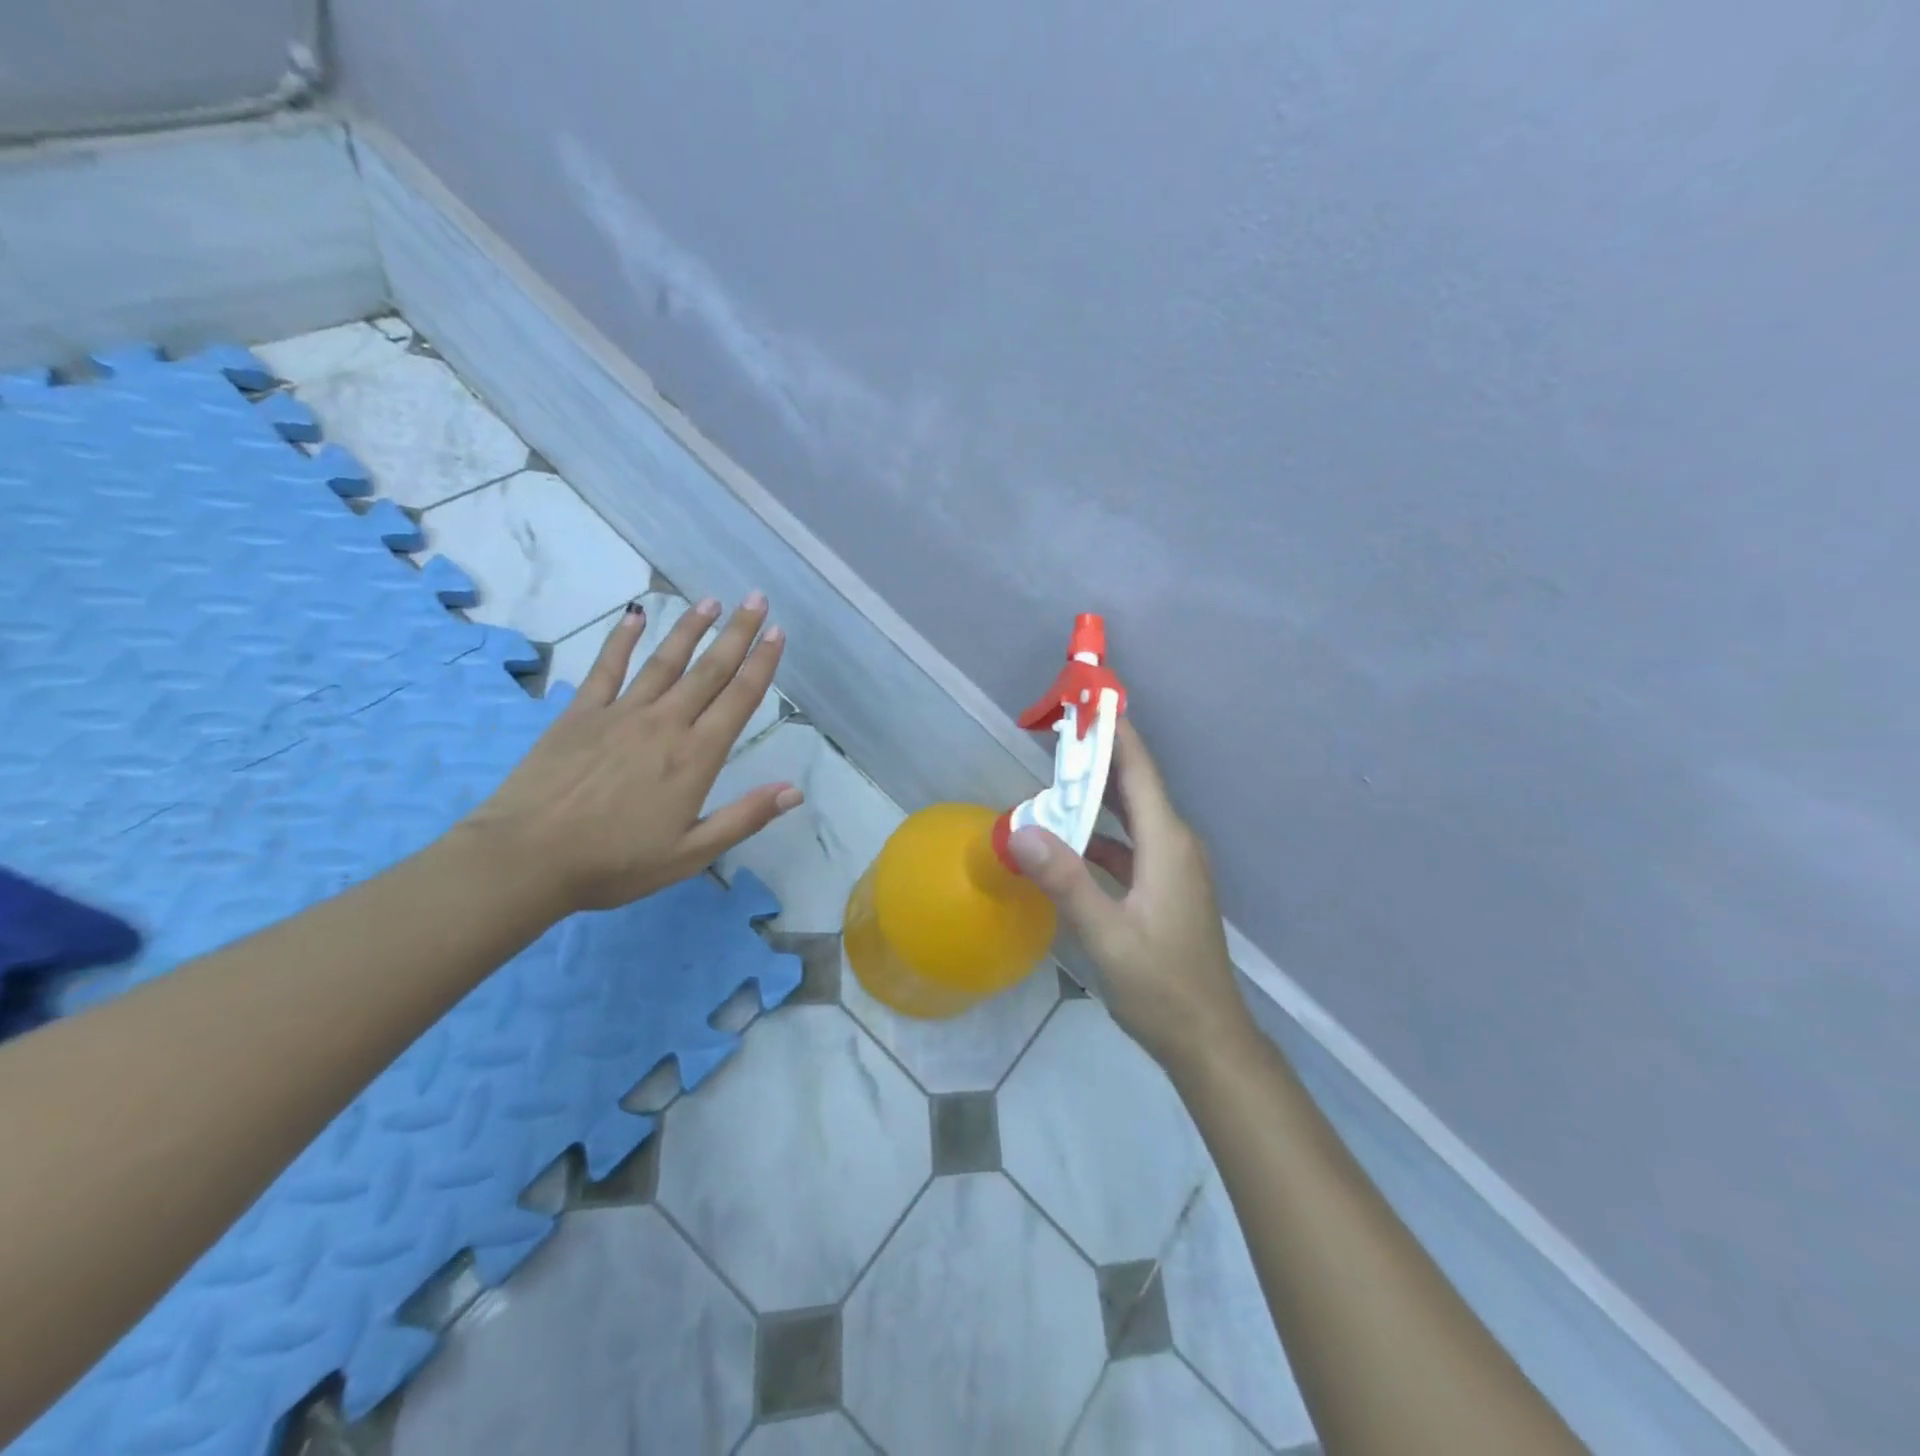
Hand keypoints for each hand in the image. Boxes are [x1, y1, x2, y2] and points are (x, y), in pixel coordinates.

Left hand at [463, 593, 800, 913]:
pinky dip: (621, 639)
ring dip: (690, 628)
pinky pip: (606, 668)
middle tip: (756, 600)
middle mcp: (665, 723)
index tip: (777, 633)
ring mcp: (620, 713)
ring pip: (664, 661)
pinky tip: (634, 615)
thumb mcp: (691, 853)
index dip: (762, 664)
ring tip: (710, 601)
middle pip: (709, 670)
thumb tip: (794, 791)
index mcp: (696, 756)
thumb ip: (744, 818)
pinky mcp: (580, 714)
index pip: (739, 699)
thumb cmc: (616, 862)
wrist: (527, 858)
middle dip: (737, 633)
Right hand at [1009, 719, 1250, 1068]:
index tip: (1087, 699)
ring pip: (1132, 816)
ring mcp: (1173, 868)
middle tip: (1057, 732)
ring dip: (1097, 797)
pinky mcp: (1167, 888)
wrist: (1208, 1039)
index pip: (1139, 771)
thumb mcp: (1107, 935)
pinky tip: (1070, 844)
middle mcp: (1175, 845)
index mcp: (1167, 844)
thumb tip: (1020, 829)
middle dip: (1099, 756)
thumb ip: (1066, 881)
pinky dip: (1101, 835)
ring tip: (1055, 781)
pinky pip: (1131, 845)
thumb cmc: (1161, 986)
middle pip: (1135, 786)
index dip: (1115, 732)